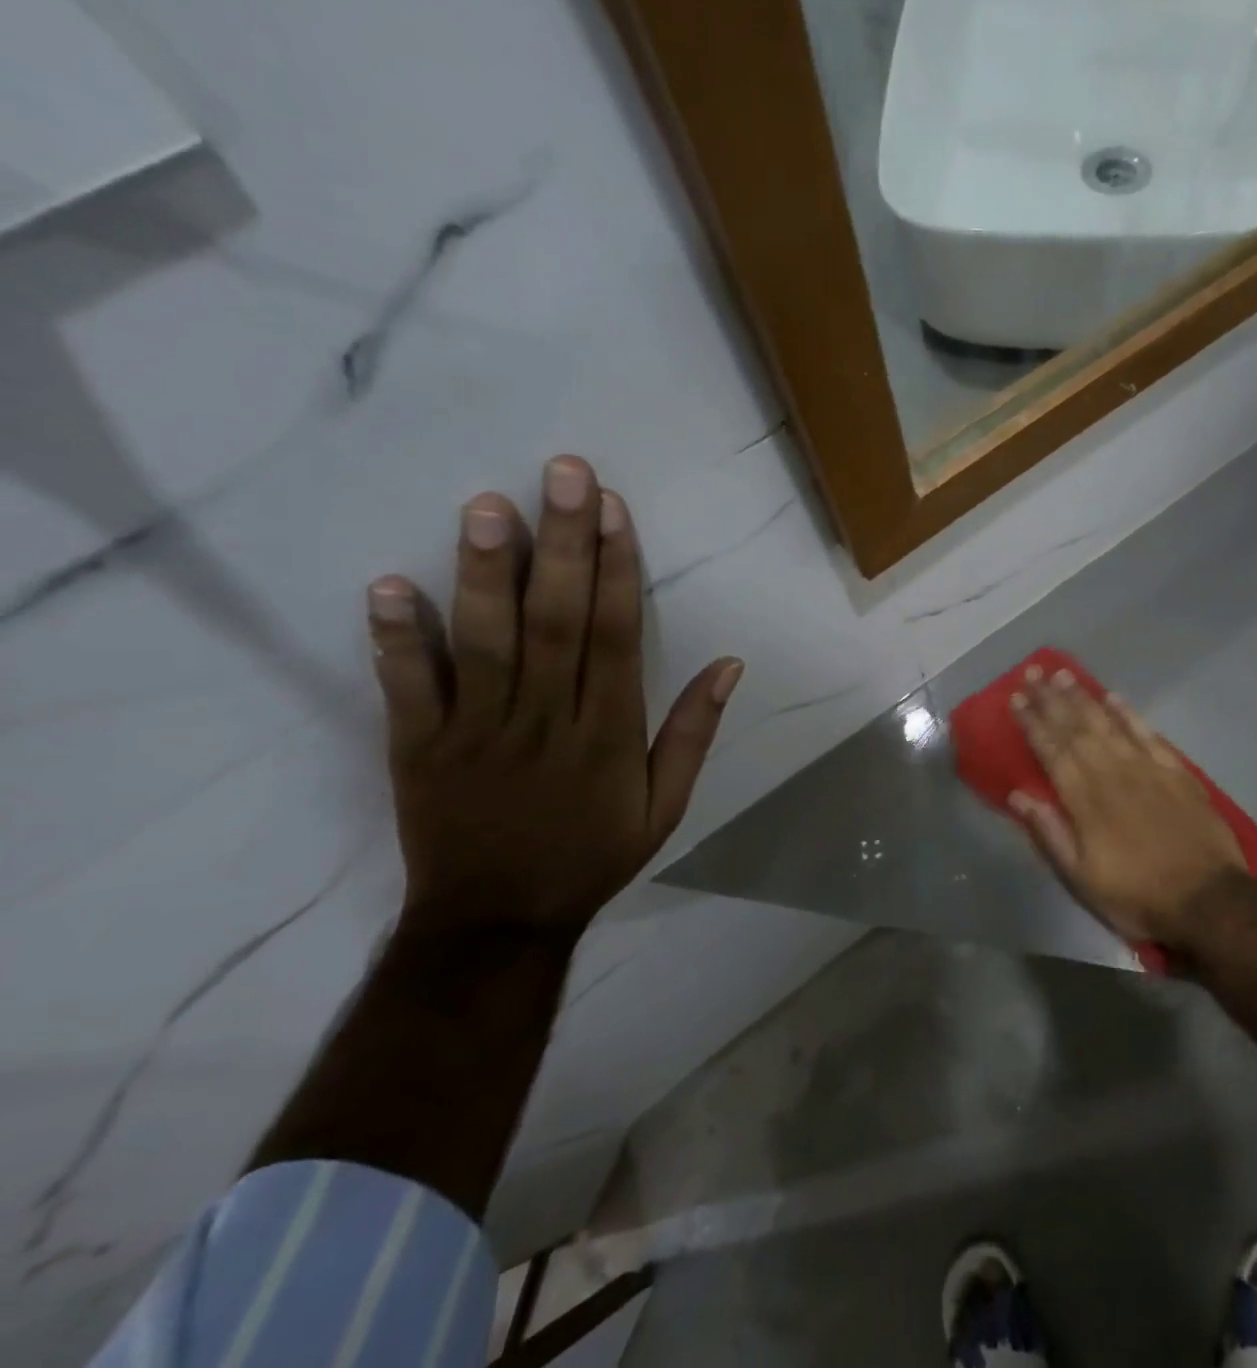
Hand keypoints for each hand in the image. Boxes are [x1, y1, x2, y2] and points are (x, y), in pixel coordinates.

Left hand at [365, 455, 742, 939]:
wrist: (497, 922)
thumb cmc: (592, 855)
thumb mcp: (666, 805)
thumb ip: (693, 732)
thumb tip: (730, 664)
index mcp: (609, 733)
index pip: (616, 635)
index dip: (616, 568)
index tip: (612, 508)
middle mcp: (547, 720)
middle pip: (556, 621)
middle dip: (562, 544)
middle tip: (562, 473)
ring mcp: (478, 732)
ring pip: (485, 643)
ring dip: (486, 573)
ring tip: (487, 505)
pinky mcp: (419, 749)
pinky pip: (408, 690)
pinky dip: (397, 639)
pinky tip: (388, 585)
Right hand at [1009, 667, 1251, 950]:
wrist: (1208, 901)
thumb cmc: (1136, 895)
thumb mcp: (1081, 878)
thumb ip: (1049, 832)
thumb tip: (1018, 795)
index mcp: (1085, 800)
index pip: (1052, 750)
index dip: (1032, 723)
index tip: (1016, 697)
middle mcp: (1112, 773)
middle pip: (1076, 729)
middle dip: (1051, 699)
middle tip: (1034, 672)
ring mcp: (1147, 769)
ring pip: (1108, 724)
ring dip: (1084, 698)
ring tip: (1064, 675)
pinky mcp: (1177, 772)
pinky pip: (1148, 734)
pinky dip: (1129, 714)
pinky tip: (1115, 697)